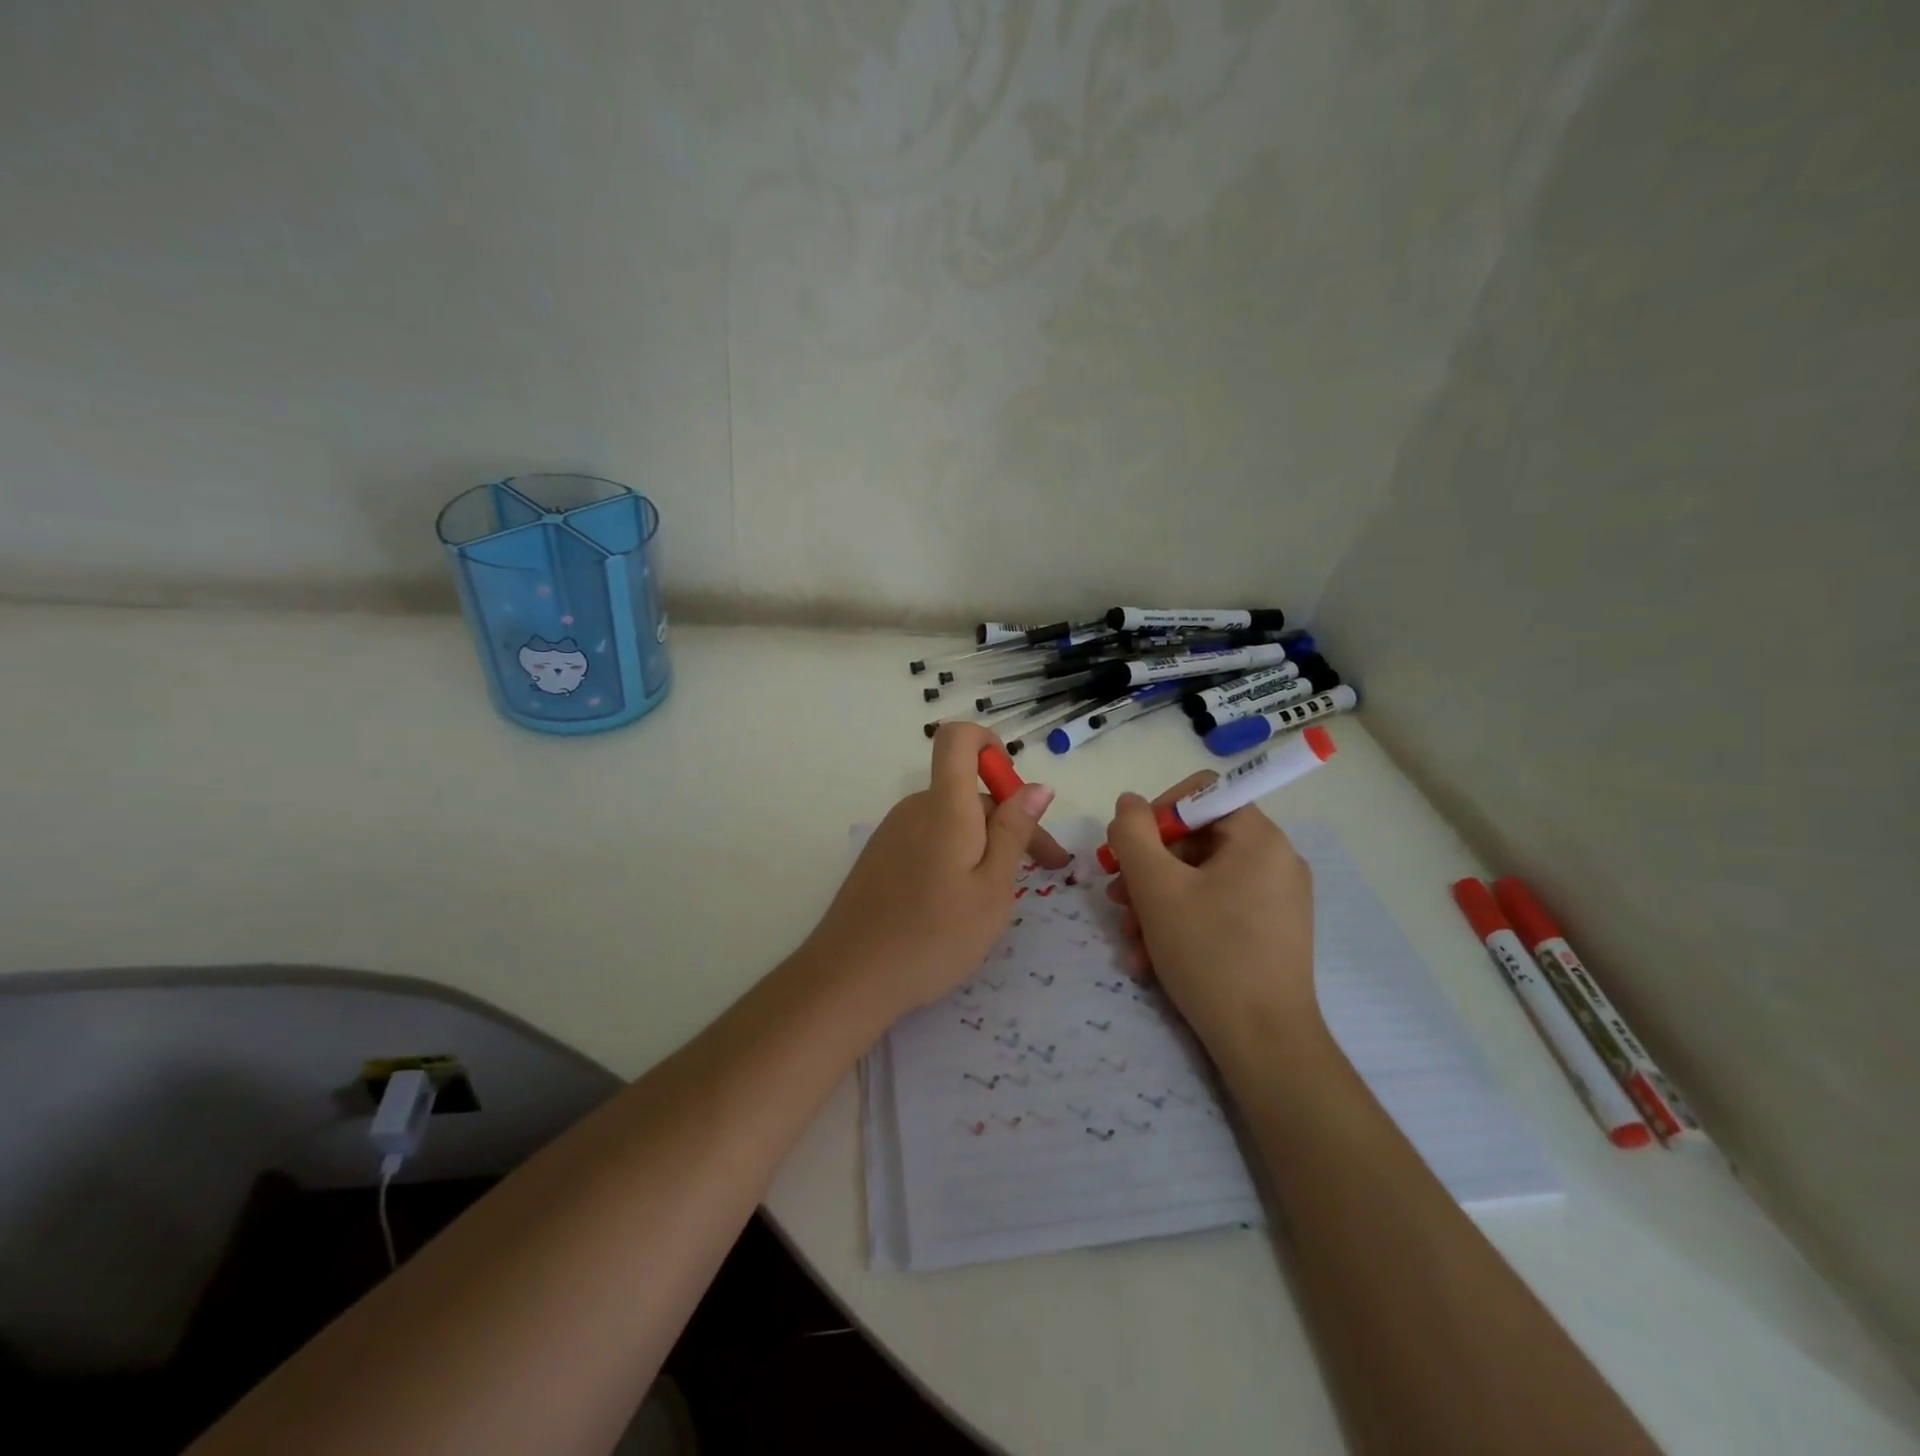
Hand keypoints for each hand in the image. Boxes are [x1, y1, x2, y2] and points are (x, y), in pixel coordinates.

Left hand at [803, 723, 1068, 1021]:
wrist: (849, 978)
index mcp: (944, 807)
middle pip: (967, 791)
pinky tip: (958, 904)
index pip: (959, 739)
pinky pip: (928, 840)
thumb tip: (1037, 786)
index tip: (1016, 790)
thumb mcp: (992, 889)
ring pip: (950, 820)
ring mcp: (892, 833)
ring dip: (983, 844)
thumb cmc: (933, 936)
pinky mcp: (880, 858)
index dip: (990, 745)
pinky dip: (954, 857)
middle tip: (1042, 870)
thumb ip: (1014, 832)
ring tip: (1001, 896)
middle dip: (1009, 820)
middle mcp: (915, 809)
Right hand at [1104, 775, 1318, 1053]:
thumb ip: (1133, 834)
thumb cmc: (1209, 953)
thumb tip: (1129, 803)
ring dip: (1156, 903)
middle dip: (1148, 869)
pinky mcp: (1270, 932)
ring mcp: (1276, 898)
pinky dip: (1181, 924)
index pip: (1201, 793)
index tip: (1128, 849)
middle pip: (1196, 840)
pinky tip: (1150, 959)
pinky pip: (1216, 908)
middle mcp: (1274, 860)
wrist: (1265, 1044)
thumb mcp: (1156, 887)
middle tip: (1117, 897)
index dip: (1157, 812)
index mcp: (1258, 838)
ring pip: (1200, 880)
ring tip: (1130, 939)